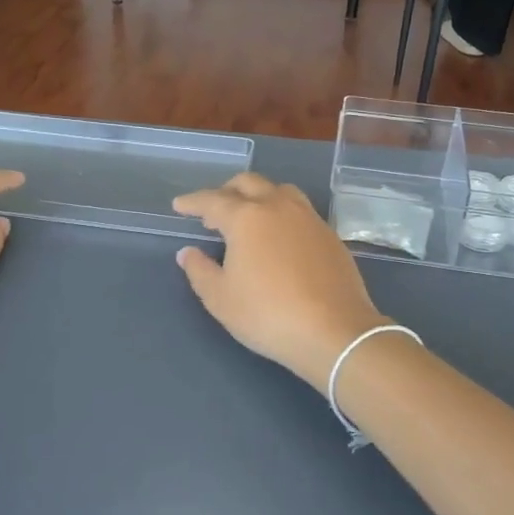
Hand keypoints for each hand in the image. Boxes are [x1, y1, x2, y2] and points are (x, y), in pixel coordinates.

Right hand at [173, 173, 386, 393]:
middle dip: (226, 191)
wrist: (334, 331)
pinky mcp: (330, 234)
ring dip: (258, 196)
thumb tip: (188, 252)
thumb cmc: (267, 315)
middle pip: (248, 183)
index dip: (192, 202)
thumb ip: (199, 270)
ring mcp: (308, 218)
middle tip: (213, 211)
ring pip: (279, 191)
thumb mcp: (220, 299)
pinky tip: (279, 237)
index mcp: (246, 217)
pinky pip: (300, 210)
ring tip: (249, 217)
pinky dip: (282, 213)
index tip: (179, 206)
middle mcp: (278, 207)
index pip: (212, 200)